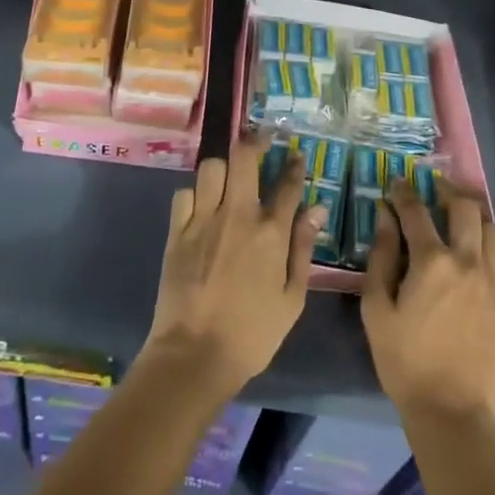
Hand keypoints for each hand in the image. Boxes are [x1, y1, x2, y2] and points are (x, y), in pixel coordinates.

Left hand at [143, 137, 323, 399]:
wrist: (195, 355)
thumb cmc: (252, 334)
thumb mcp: (292, 299)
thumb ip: (303, 249)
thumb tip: (317, 210)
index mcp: (270, 233)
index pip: (287, 184)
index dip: (294, 165)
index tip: (296, 155)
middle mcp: (237, 215)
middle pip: (244, 157)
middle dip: (255, 141)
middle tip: (261, 140)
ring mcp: (203, 220)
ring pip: (211, 168)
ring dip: (223, 168)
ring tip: (229, 177)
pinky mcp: (176, 232)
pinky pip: (184, 194)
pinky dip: (194, 194)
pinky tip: (201, 206)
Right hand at [362, 178, 494, 422]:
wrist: (451, 410)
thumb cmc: (404, 361)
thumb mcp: (376, 309)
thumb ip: (381, 257)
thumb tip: (384, 216)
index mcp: (431, 262)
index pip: (416, 210)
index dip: (404, 192)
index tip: (397, 184)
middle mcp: (468, 261)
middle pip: (464, 207)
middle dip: (446, 191)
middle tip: (434, 190)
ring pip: (491, 229)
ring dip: (473, 218)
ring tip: (459, 222)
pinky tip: (484, 258)